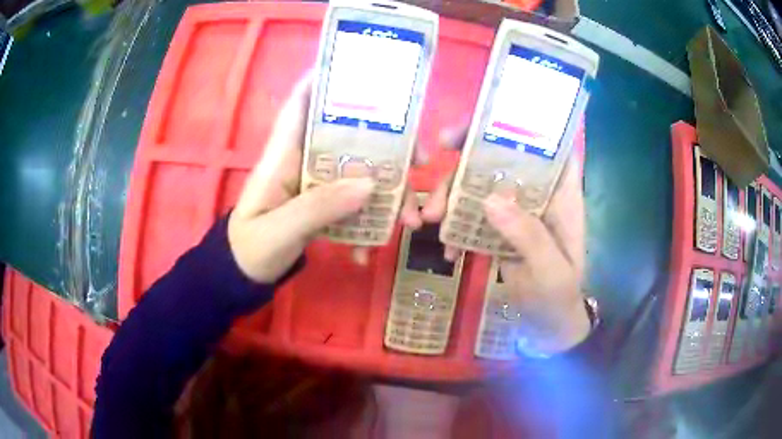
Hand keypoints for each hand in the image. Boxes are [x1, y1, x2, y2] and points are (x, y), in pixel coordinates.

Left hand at [228, 72, 421, 283]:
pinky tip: (367, 252)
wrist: (244, 276)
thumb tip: (370, 184)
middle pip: (347, 136)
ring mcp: (315, 184)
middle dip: (385, 143)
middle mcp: (302, 161)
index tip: (361, 69)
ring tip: (408, 220)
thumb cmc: (250, 248)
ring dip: (387, 192)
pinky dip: (367, 223)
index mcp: (282, 155)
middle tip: (420, 159)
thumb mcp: (279, 231)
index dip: (324, 81)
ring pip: (358, 171)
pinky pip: (353, 202)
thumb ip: (319, 208)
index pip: (300, 104)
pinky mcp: (323, 205)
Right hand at [422, 128, 589, 354]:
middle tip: (432, 169)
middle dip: (465, 163)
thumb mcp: (550, 271)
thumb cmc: (560, 298)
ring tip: (429, 221)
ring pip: (481, 188)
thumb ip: (528, 236)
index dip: (519, 127)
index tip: (480, 125)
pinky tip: (448, 251)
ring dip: (451, 199)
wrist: (548, 327)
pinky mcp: (498, 232)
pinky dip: (456, 230)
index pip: (547, 147)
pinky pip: (472, 219)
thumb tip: (489, 199)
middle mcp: (537, 196)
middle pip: (502, 161)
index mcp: (561, 195)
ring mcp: (515, 213)